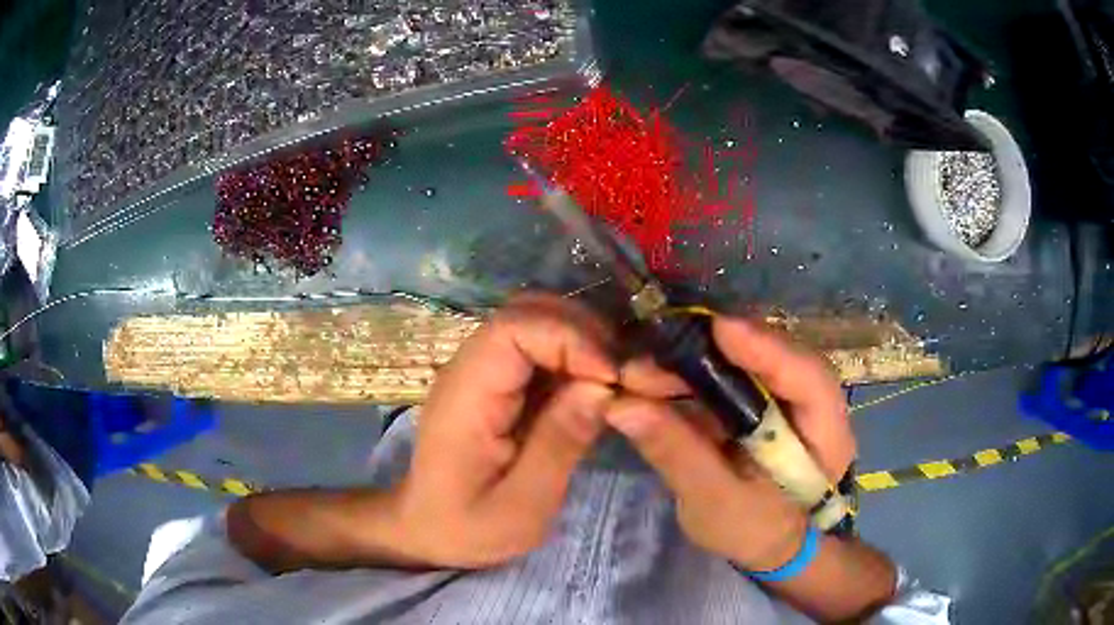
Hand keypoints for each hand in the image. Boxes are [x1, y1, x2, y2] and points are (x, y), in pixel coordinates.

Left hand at [390, 293, 617, 567]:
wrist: (428, 529)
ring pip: (541, 324)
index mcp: (466, 395)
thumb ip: (559, 445)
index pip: (515, 328)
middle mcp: (470, 368)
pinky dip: (580, 359)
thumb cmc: (468, 527)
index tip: (614, 378)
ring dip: (589, 343)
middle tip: (630, 376)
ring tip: (624, 381)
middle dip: (588, 334)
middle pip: (530, 313)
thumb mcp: (521, 507)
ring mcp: (484, 371)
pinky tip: (603, 387)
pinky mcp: (499, 383)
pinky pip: (543, 351)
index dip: (571, 339)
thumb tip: (603, 386)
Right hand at [608, 316, 853, 569]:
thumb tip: (622, 407)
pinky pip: (731, 376)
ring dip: (694, 364)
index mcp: (825, 433)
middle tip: (650, 362)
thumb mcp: (715, 504)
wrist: (773, 544)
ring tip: (641, 375)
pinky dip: (693, 377)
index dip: (766, 349)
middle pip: (772, 357)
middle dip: (711, 355)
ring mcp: (787, 397)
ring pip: (747, 362)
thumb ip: (678, 455)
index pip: (807, 377)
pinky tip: (657, 383)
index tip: (716, 328)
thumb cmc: (757, 532)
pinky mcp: (762, 401)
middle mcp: (812, 402)